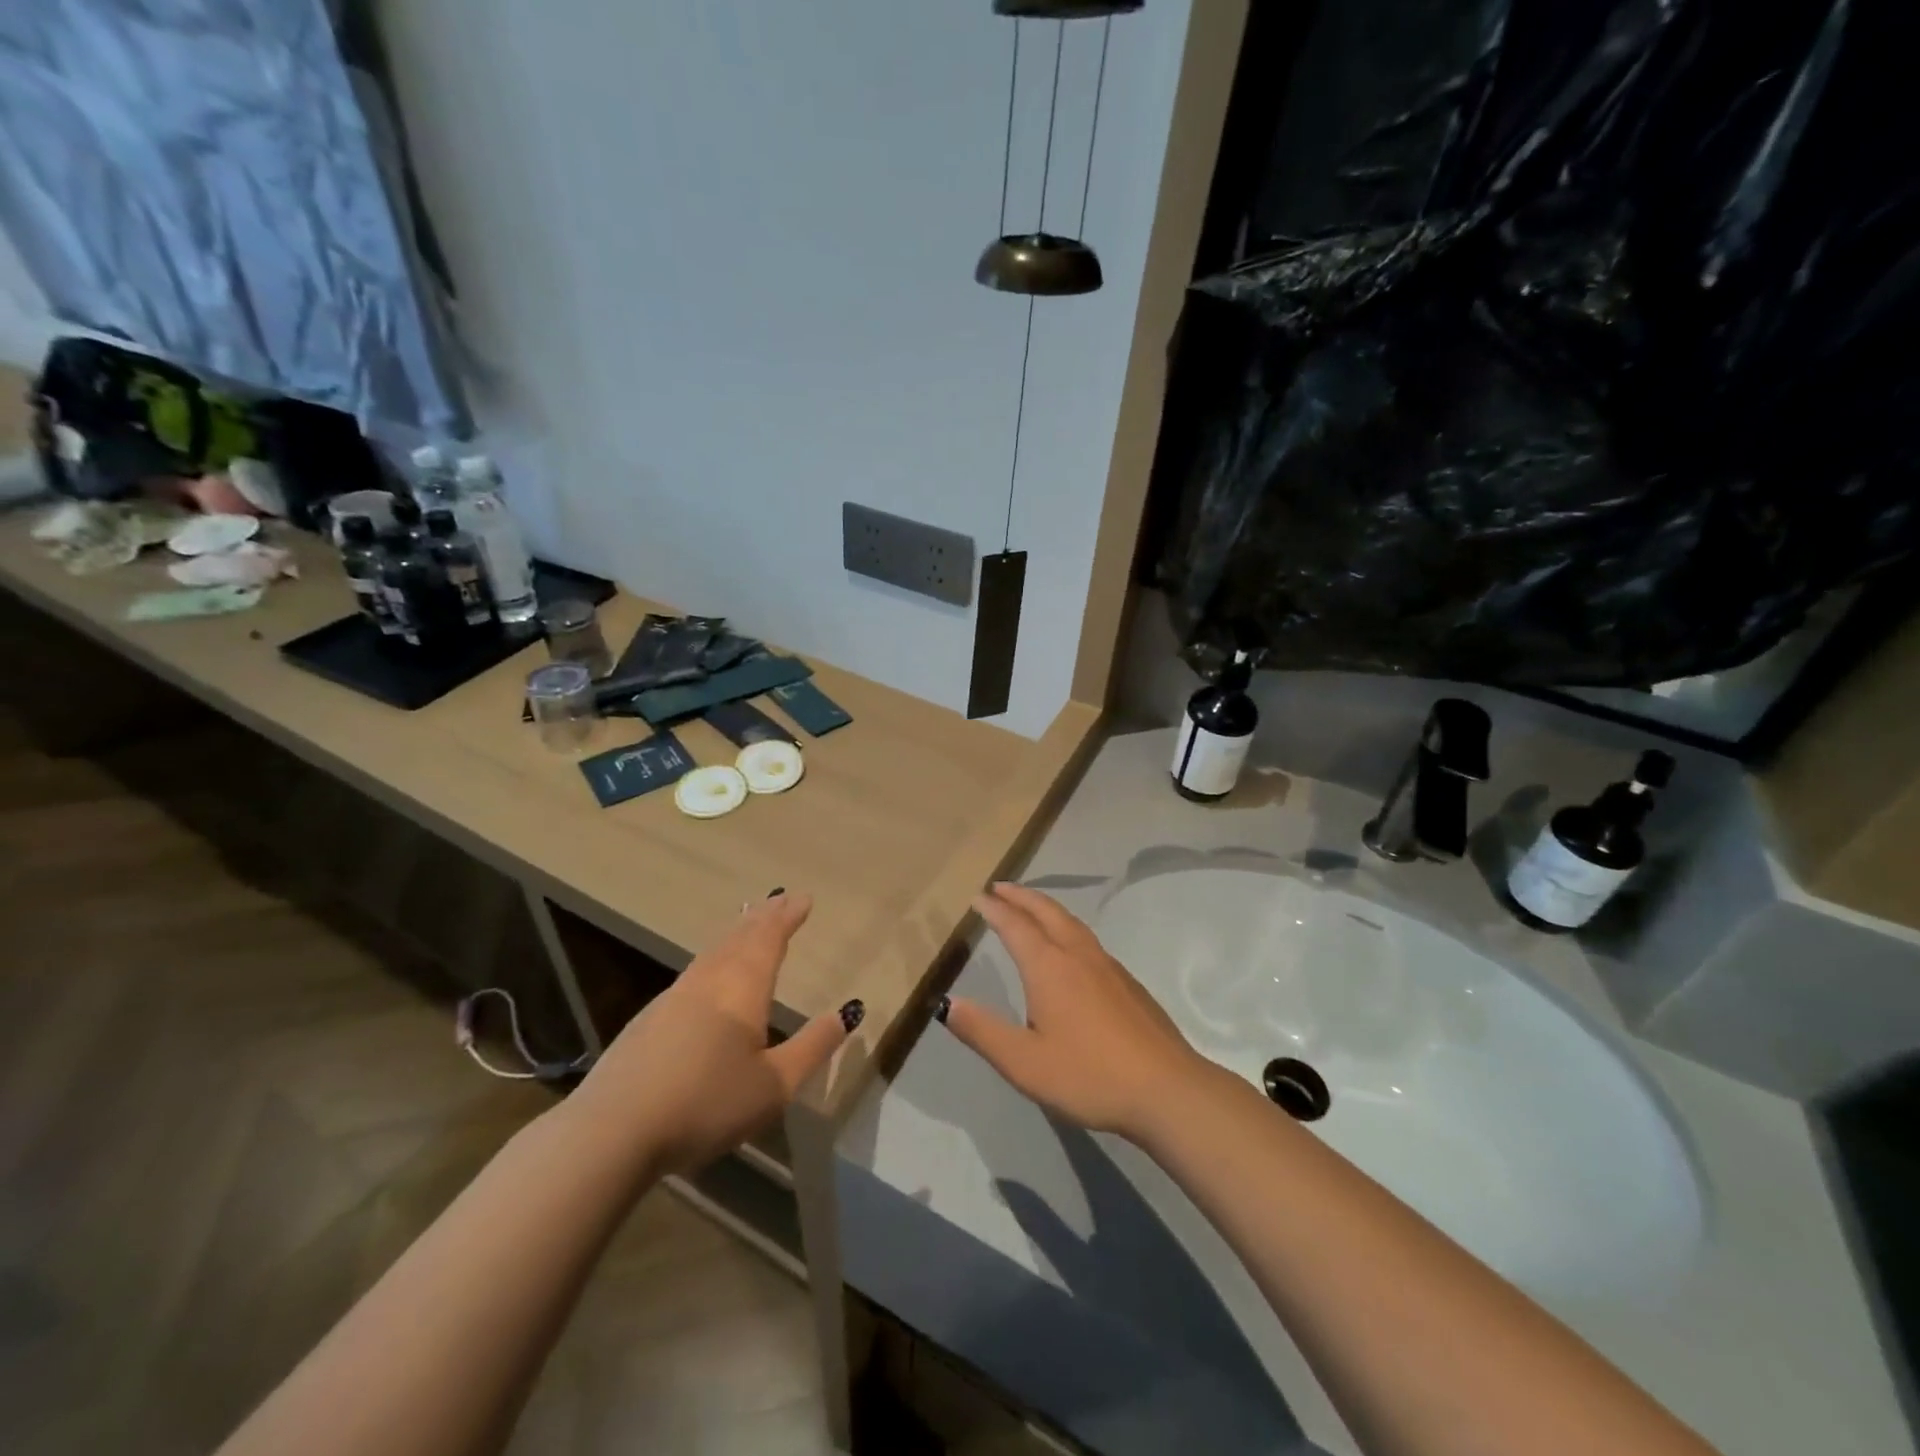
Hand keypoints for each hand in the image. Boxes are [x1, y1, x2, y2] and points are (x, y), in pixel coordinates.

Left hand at [571, 891, 855, 1172]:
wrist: (612, 1131)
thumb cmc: (706, 1104)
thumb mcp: (774, 1085)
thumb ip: (812, 1047)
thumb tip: (845, 1013)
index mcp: (742, 988)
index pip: (769, 939)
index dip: (787, 917)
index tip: (803, 898)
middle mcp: (708, 981)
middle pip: (739, 938)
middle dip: (763, 918)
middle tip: (779, 900)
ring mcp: (673, 998)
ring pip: (713, 953)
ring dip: (736, 934)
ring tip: (748, 923)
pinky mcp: (648, 1021)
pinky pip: (694, 972)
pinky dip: (714, 958)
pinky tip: (709, 974)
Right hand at [942, 882, 1215, 1144]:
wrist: (1167, 1089)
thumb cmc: (1089, 1075)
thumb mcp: (1024, 1063)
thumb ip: (983, 1031)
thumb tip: (947, 1003)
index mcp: (1049, 967)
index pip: (1015, 926)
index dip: (994, 909)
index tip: (978, 896)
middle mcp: (1078, 955)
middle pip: (1047, 912)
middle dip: (1022, 897)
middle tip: (1001, 888)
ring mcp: (1108, 966)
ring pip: (1072, 922)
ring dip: (1046, 908)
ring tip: (1032, 908)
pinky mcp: (1128, 983)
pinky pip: (1088, 939)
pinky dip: (1067, 927)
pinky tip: (1070, 949)